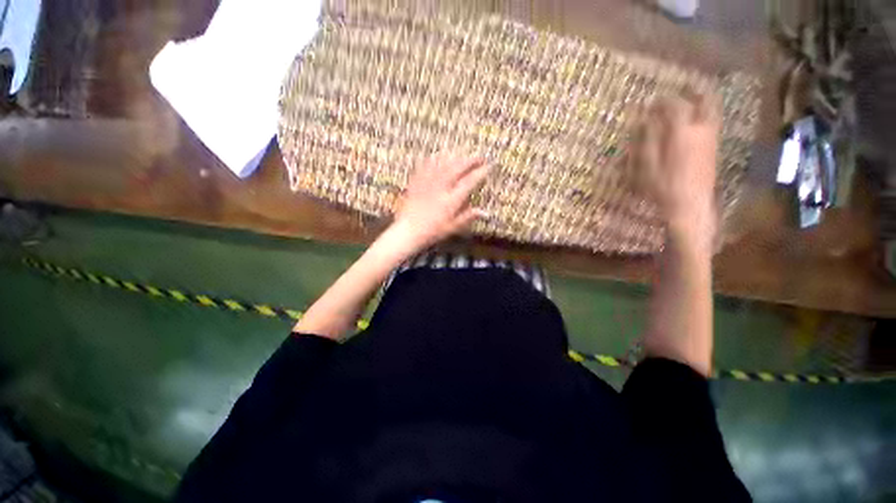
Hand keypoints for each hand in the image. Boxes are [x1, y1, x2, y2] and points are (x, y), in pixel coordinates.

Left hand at [390, 153, 490, 252]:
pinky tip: (439, 155)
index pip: (470, 181)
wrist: (408, 231)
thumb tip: (486, 213)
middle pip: (458, 167)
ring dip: (455, 156)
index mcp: (451, 200)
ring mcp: (428, 182)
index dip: (481, 172)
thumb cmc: (432, 232)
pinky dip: (435, 158)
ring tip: (462, 155)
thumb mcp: (452, 228)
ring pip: (443, 162)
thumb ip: (468, 217)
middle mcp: (441, 187)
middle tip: (479, 156)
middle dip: (471, 159)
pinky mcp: (417, 181)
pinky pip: (427, 164)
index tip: (489, 166)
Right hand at [633, 92, 721, 245]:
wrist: (689, 205)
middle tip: (681, 89)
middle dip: (692, 92)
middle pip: (704, 100)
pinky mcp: (714, 148)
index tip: (650, 102)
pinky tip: (692, 122)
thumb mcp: (646, 165)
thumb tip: (645, 121)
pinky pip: (712, 123)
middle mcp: (701, 129)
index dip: (662, 101)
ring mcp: (711, 138)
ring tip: (688, 102)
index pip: (675, 105)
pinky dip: (703, 116)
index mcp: (682, 132)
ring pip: (711, 111)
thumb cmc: (662, 187)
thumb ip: (646, 140)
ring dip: (700, 102)